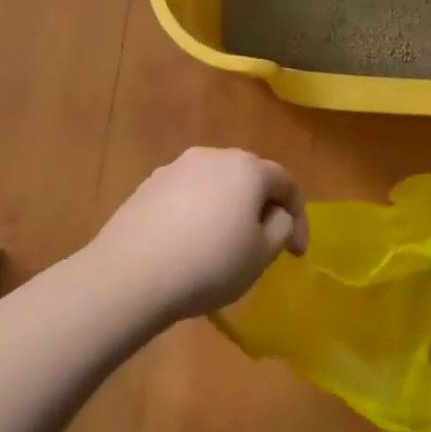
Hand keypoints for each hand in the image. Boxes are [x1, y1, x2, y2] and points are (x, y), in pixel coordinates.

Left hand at [90, 147, 308, 319]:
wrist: (130, 275)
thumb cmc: (209, 265)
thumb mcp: (261, 255)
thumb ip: (280, 228)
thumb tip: (274, 215)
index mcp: (247, 168)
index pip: (286, 183)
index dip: (299, 217)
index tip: (296, 254)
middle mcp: (212, 156)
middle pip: (249, 177)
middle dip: (262, 208)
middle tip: (264, 243)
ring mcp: (175, 168)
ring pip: (215, 185)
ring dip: (227, 209)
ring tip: (224, 244)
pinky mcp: (147, 186)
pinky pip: (186, 196)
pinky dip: (197, 214)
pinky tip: (189, 245)